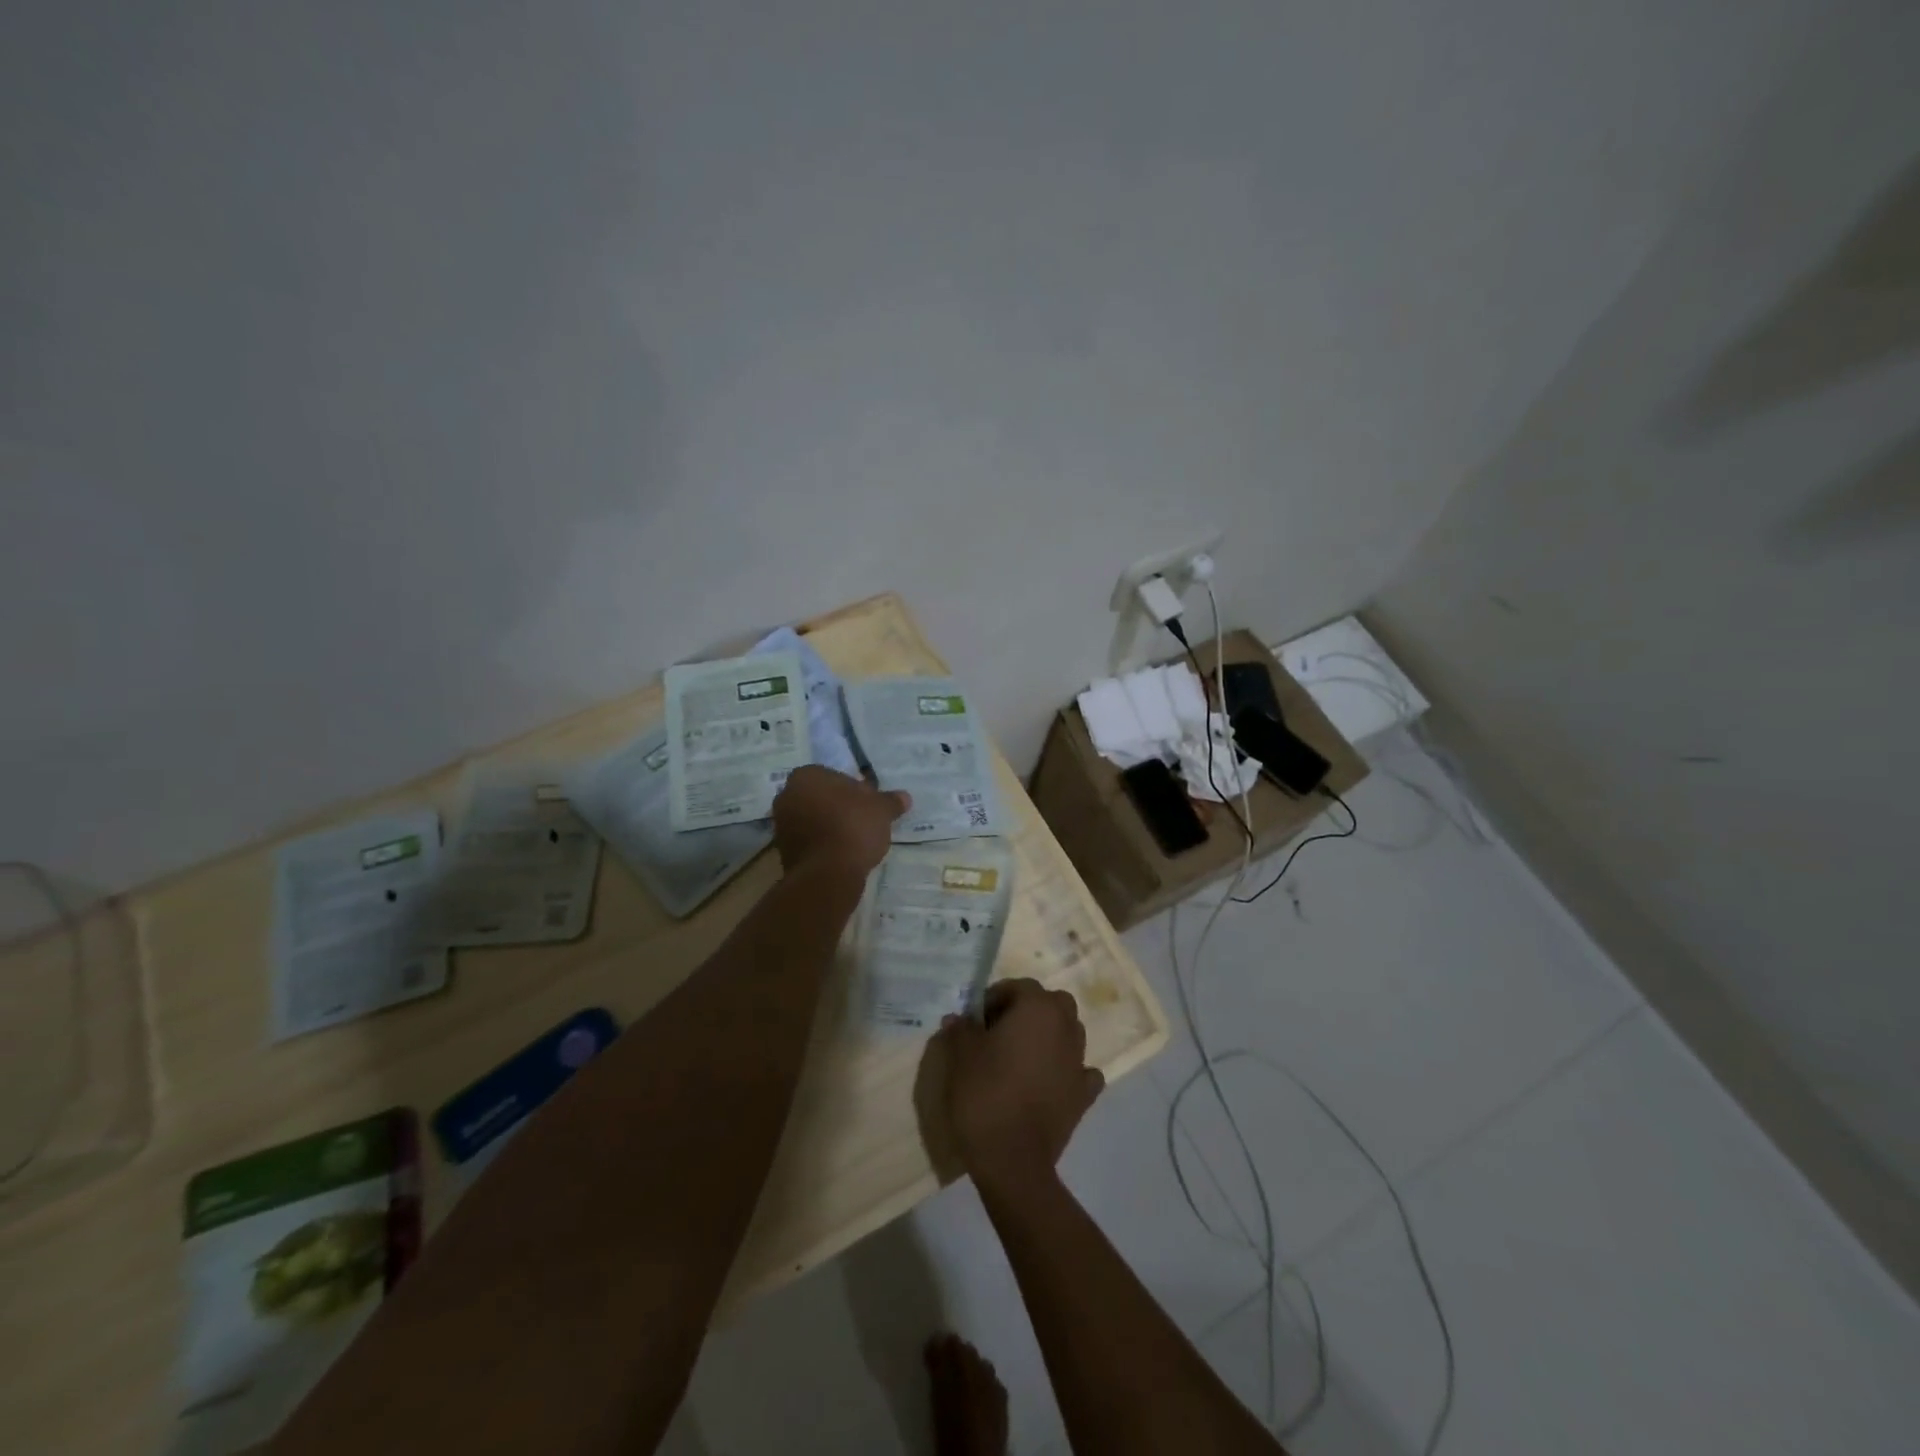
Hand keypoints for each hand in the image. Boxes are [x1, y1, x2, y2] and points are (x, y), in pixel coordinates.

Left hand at [771, 766, 908, 873]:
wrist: (828, 873)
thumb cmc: (853, 827)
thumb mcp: (881, 810)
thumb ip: (891, 801)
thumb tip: (905, 797)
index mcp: (806, 776)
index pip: (833, 776)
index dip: (853, 790)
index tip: (868, 804)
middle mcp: (787, 795)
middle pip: (820, 797)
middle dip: (838, 806)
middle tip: (863, 820)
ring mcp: (780, 825)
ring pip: (812, 819)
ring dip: (829, 826)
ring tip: (854, 840)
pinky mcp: (782, 851)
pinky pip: (808, 841)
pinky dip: (822, 844)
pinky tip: (841, 854)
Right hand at [937, 979, 1103, 1192]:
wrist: (1013, 1159)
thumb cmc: (985, 1094)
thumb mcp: (960, 1056)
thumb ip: (961, 1029)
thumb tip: (960, 1018)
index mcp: (1038, 1008)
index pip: (1018, 986)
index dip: (995, 998)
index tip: (976, 1020)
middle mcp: (1065, 1027)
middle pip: (1050, 1004)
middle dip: (1028, 1011)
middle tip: (1000, 1033)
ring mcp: (1079, 1061)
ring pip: (1068, 1033)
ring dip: (1048, 1037)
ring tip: (1021, 1058)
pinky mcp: (1084, 1094)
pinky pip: (1080, 1071)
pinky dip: (1068, 1071)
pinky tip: (1050, 1083)